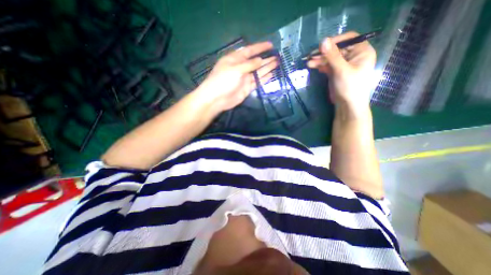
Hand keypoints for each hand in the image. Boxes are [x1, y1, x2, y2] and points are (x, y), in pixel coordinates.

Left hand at [197, 41, 278, 111]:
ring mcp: (244, 79)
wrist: (217, 99)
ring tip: (276, 63)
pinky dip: (264, 79)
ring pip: (258, 72)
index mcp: (236, 59)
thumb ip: (249, 65)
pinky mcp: (247, 88)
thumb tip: (260, 60)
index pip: (249, 51)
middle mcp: (241, 68)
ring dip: (267, 68)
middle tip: (277, 56)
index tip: (270, 45)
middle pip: (255, 62)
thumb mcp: (235, 69)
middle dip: (265, 59)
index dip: (259, 48)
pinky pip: (257, 82)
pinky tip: (271, 75)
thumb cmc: (223, 80)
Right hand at [306, 31, 376, 108]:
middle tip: (311, 56)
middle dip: (324, 53)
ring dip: (319, 60)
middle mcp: (353, 56)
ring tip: (309, 63)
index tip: (322, 45)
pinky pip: (327, 65)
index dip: (336, 40)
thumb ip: (332, 56)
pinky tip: (313, 66)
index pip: (349, 39)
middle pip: (337, 49)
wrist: (347, 104)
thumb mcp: (341, 70)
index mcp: (361, 51)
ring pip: (330, 58)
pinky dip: (320, 65)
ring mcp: (343, 65)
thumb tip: (323, 41)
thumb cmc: (350, 86)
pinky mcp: (336, 72)